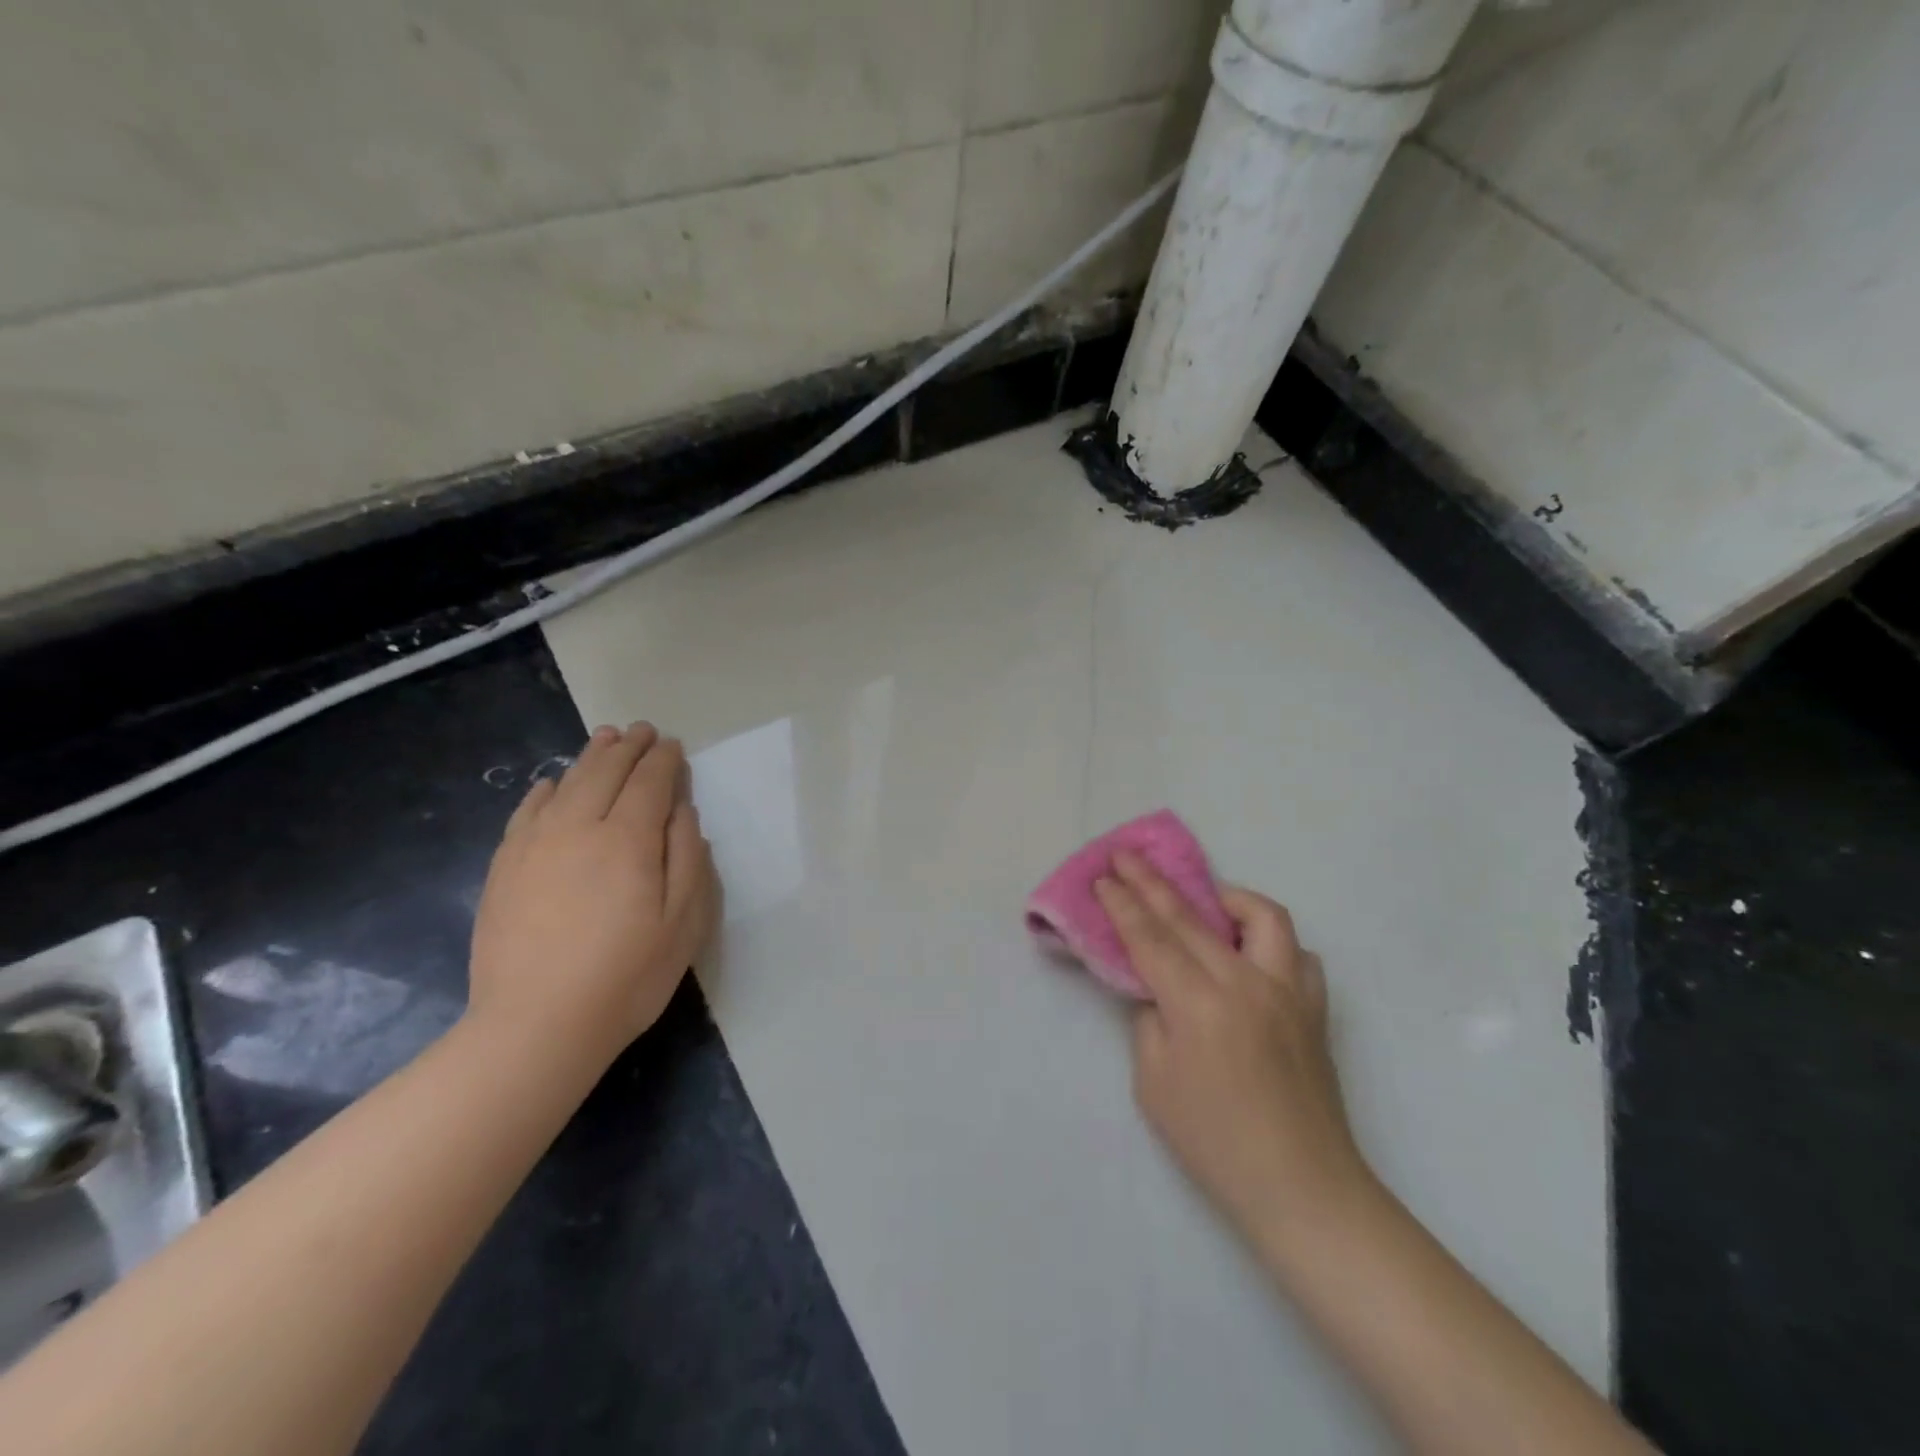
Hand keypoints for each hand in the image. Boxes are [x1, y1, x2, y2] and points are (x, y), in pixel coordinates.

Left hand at [468, 723, 718, 1070]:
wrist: (536, 1026)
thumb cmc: (627, 976)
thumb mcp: (684, 922)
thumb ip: (688, 858)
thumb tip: (682, 811)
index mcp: (628, 839)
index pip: (650, 782)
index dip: (665, 760)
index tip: (673, 746)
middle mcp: (579, 827)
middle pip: (606, 772)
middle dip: (629, 747)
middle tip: (643, 731)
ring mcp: (535, 845)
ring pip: (566, 783)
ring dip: (590, 757)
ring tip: (605, 739)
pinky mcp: (505, 868)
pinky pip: (526, 812)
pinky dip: (545, 789)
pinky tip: (553, 784)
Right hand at [1095, 852, 1372, 1246]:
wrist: (1302, 1188)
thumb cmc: (1215, 1143)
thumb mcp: (1153, 1084)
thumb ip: (1150, 1022)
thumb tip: (1159, 991)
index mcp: (1199, 1005)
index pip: (1151, 938)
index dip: (1123, 904)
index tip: (1105, 875)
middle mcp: (1245, 984)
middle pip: (1190, 917)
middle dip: (1151, 882)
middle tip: (1126, 856)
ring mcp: (1287, 992)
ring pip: (1262, 917)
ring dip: (1227, 898)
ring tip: (1205, 901)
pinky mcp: (1314, 1009)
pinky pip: (1298, 955)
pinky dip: (1272, 944)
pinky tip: (1253, 956)